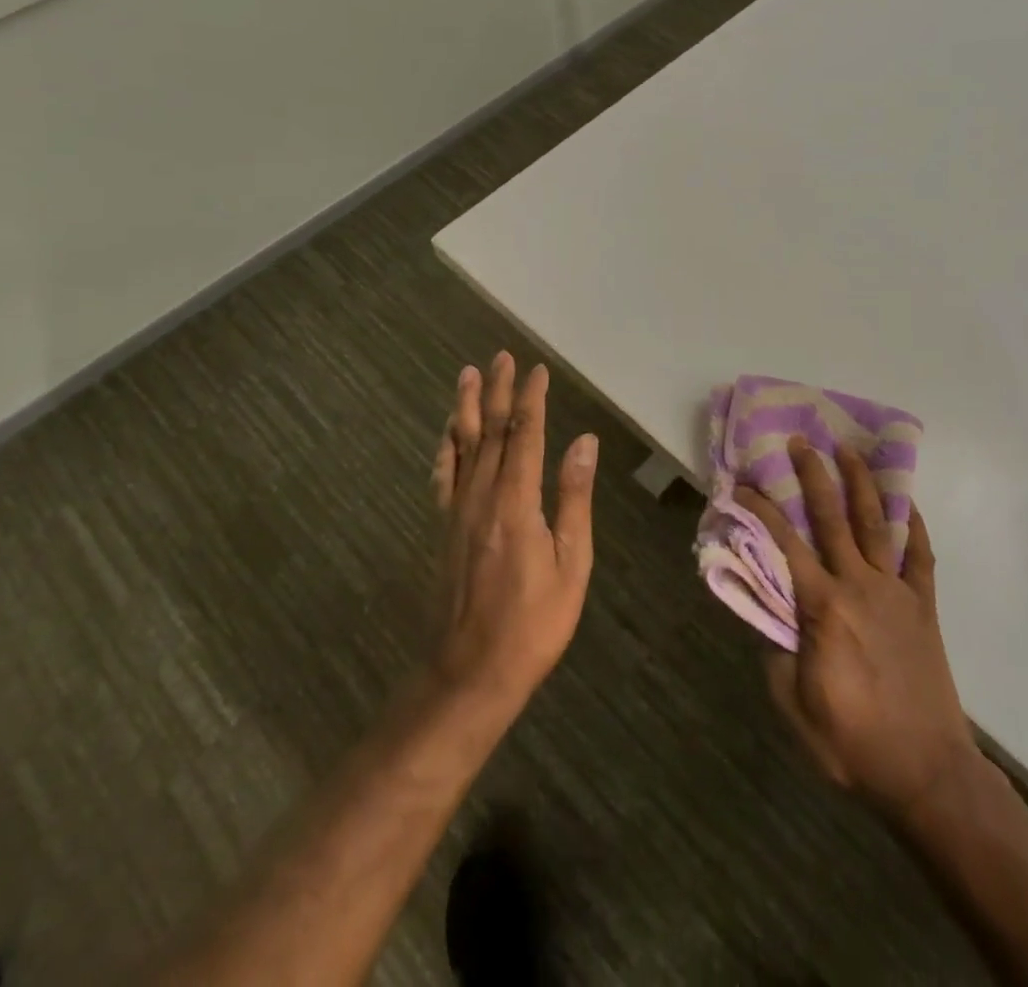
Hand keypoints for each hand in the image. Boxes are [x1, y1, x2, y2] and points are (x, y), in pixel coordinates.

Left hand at [429, 353, 598, 712]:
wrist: (471, 671)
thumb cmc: (534, 621)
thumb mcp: (571, 562)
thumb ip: (574, 497)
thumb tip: (584, 441)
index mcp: (516, 502)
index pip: (525, 435)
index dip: (531, 399)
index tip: (538, 370)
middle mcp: (482, 496)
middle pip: (490, 432)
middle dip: (498, 391)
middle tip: (501, 357)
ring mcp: (457, 511)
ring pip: (462, 446)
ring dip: (466, 407)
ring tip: (469, 375)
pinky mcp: (444, 528)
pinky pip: (443, 476)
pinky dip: (445, 447)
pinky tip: (447, 432)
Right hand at [736, 439, 981, 821]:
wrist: (927, 773)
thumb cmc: (853, 743)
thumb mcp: (795, 705)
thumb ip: (776, 651)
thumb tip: (766, 611)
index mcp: (824, 607)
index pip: (785, 545)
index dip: (761, 510)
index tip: (742, 485)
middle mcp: (860, 586)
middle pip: (833, 518)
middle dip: (814, 475)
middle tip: (801, 442)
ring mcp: (897, 592)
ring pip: (877, 524)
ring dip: (861, 484)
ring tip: (849, 450)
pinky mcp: (924, 605)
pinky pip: (920, 556)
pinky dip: (914, 525)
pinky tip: (905, 502)